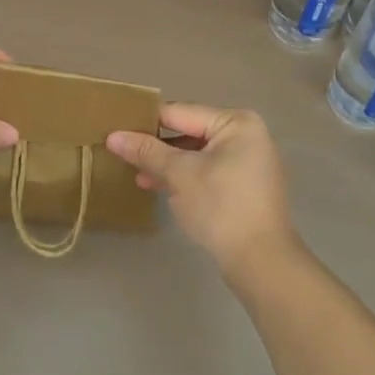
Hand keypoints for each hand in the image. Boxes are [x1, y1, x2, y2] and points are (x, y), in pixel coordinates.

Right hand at [106, 104, 299, 277]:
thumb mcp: (178, 175)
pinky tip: (158, 186)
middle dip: (157, 146)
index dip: (146, 122)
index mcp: (236, 122)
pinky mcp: (244, 185)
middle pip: (189, 131)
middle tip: (122, 153)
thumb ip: (146, 151)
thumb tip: (113, 136)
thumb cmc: (220, 207)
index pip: (180, 112)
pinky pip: (208, 170)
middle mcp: (246, 135)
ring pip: (197, 153)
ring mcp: (248, 161)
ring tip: (137, 175)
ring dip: (168, 164)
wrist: (261, 262)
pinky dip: (185, 176)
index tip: (116, 129)